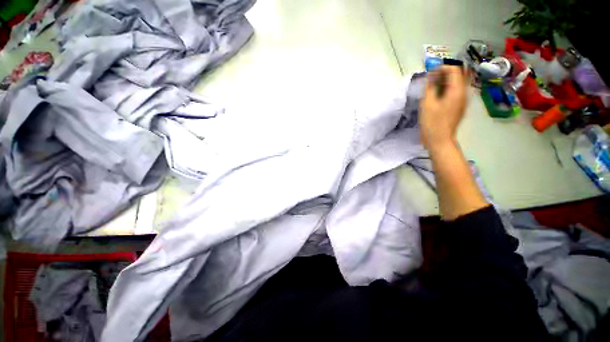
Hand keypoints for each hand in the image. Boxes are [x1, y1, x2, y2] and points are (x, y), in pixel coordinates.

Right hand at [419, 66, 468, 150]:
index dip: (442, 67)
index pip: (454, 70)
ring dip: (445, 81)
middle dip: (444, 73)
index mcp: (457, 91)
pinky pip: (455, 92)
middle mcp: (464, 93)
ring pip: (457, 84)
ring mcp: (462, 100)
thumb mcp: (427, 104)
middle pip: (458, 75)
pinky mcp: (459, 107)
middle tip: (431, 78)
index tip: (430, 72)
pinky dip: (446, 89)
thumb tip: (430, 76)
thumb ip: (430, 88)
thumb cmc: (432, 123)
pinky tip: (436, 95)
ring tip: (432, 86)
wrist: (440, 140)